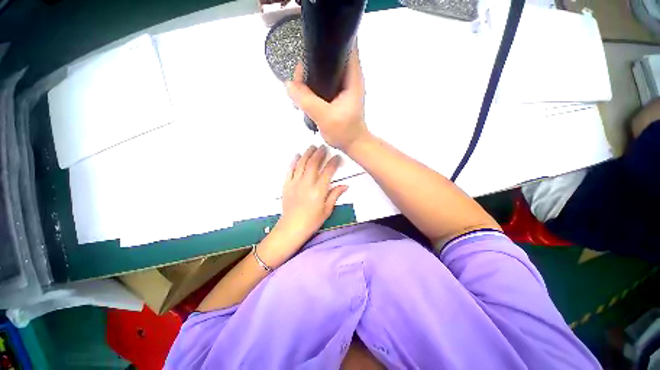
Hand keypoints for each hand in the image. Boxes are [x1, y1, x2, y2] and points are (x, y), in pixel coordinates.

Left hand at [278, 145, 347, 242]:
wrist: (292, 227)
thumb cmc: (312, 220)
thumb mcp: (327, 209)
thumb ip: (335, 195)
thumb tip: (345, 186)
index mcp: (319, 190)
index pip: (328, 171)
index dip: (334, 162)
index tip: (337, 157)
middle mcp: (307, 183)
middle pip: (314, 163)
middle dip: (320, 153)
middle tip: (324, 147)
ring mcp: (295, 182)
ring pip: (302, 163)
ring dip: (307, 153)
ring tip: (312, 147)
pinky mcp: (287, 184)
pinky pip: (290, 169)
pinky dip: (294, 161)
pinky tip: (297, 155)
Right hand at [286, 44, 368, 151]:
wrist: (351, 145)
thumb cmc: (344, 132)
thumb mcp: (324, 116)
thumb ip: (306, 100)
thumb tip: (288, 84)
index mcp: (352, 77)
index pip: (344, 46)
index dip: (326, 44)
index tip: (309, 53)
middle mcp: (348, 78)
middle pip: (328, 59)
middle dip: (310, 65)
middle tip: (298, 80)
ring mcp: (341, 87)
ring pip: (322, 72)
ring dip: (308, 79)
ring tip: (297, 92)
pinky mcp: (335, 96)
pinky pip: (320, 85)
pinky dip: (311, 88)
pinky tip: (302, 98)